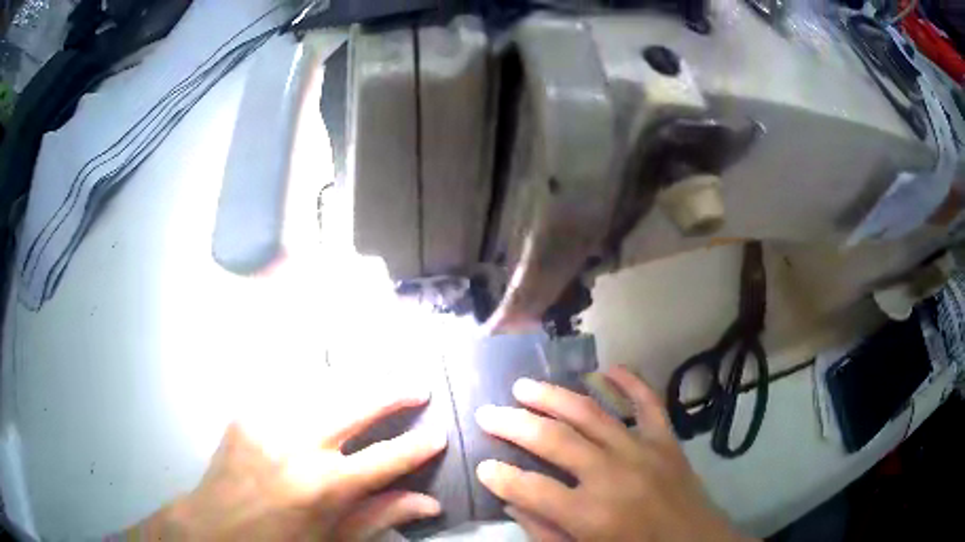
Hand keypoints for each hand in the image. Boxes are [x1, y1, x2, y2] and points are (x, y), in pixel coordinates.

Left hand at [128, 386, 446, 540]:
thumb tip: (430, 503)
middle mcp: (298, 447)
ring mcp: (268, 422)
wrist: (215, 528)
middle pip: (356, 406)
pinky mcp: (247, 413)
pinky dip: (315, 382)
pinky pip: (287, 387)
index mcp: (323, 488)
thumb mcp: (334, 541)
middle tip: (418, 386)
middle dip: (392, 393)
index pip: (385, 459)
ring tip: (380, 379)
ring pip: (324, 386)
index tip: (439, 434)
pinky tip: (328, 381)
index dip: (418, 446)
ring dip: (357, 381)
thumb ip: (380, 517)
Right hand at [474, 365, 753, 541]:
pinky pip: (648, 402)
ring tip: (524, 385)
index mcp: (590, 515)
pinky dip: (629, 381)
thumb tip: (513, 503)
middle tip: (487, 411)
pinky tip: (606, 369)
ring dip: (554, 396)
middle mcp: (613, 476)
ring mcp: (643, 451)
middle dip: (514, 424)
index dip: (500, 476)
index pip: (530, 489)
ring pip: (591, 413)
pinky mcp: (667, 441)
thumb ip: (544, 531)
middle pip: (554, 440)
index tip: (481, 464)